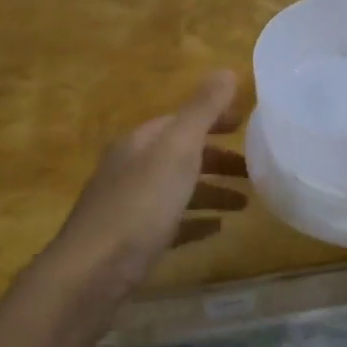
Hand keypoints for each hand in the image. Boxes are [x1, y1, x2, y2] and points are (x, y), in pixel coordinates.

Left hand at [34, 71, 245, 320]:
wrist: (91, 275)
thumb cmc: (139, 207)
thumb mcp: (176, 151)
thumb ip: (202, 111)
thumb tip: (226, 71)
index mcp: (141, 143)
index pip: (182, 120)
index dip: (215, 118)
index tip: (249, 124)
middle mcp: (132, 169)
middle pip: (181, 155)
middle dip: (218, 158)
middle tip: (256, 167)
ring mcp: (130, 207)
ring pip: (179, 190)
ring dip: (212, 191)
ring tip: (247, 202)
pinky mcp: (133, 242)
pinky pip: (173, 224)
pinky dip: (197, 222)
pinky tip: (218, 230)